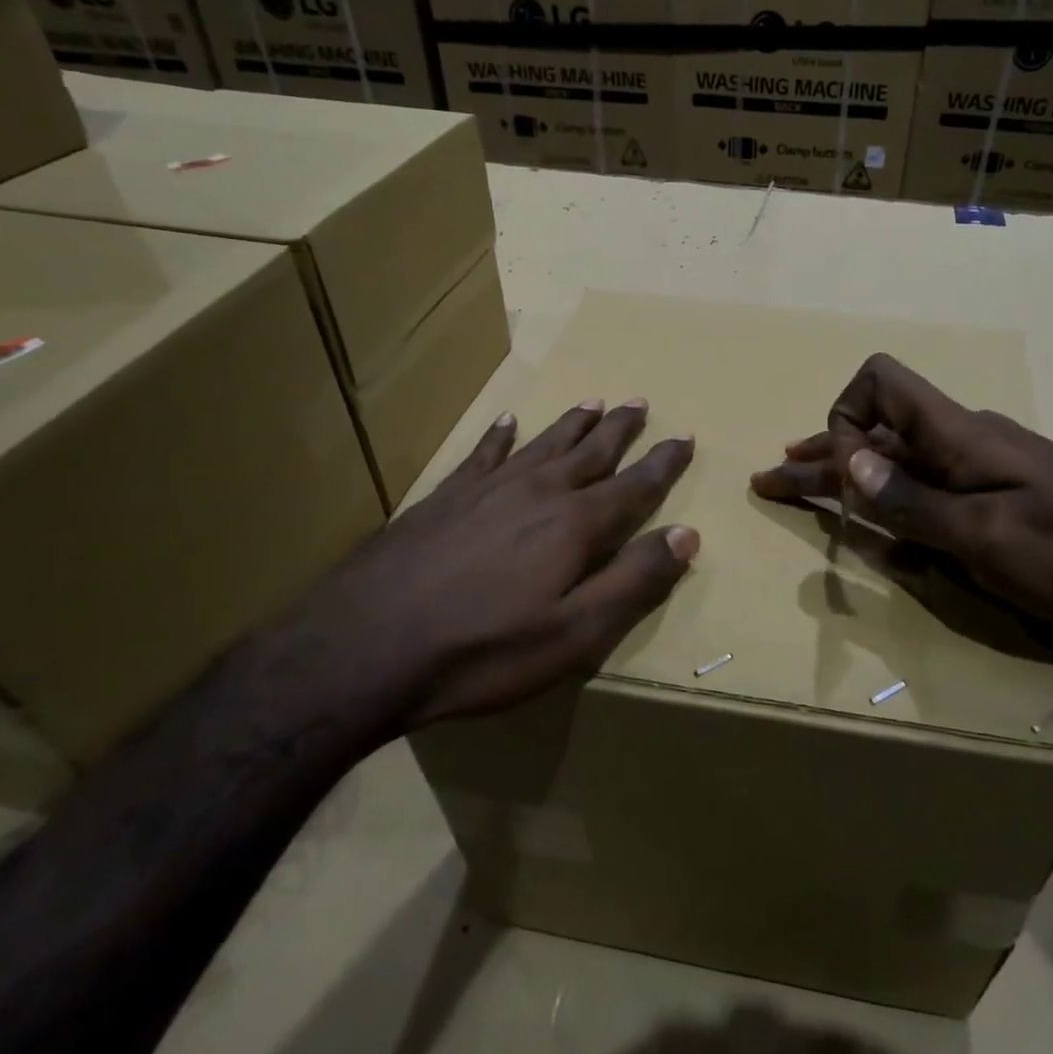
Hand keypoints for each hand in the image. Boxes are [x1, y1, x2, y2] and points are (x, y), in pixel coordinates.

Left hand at [291, 399, 697, 737]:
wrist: (365, 645)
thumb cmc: (482, 650)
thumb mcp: (574, 635)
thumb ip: (634, 582)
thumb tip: (687, 535)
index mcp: (574, 526)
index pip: (634, 485)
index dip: (663, 462)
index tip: (684, 436)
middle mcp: (537, 493)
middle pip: (590, 451)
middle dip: (620, 429)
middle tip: (640, 402)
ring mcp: (487, 490)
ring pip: (543, 444)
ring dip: (573, 424)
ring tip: (594, 402)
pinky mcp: (445, 497)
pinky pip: (483, 454)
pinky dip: (500, 435)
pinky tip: (507, 421)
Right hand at [751, 354, 1052, 631]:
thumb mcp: (985, 536)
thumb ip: (912, 501)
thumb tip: (848, 462)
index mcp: (956, 433)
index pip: (879, 382)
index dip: (845, 418)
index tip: (844, 474)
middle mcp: (960, 439)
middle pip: (877, 429)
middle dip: (821, 452)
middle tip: (774, 476)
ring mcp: (979, 468)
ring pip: (897, 461)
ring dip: (847, 475)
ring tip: (802, 486)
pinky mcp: (993, 495)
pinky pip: (925, 487)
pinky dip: (886, 498)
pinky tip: (869, 521)